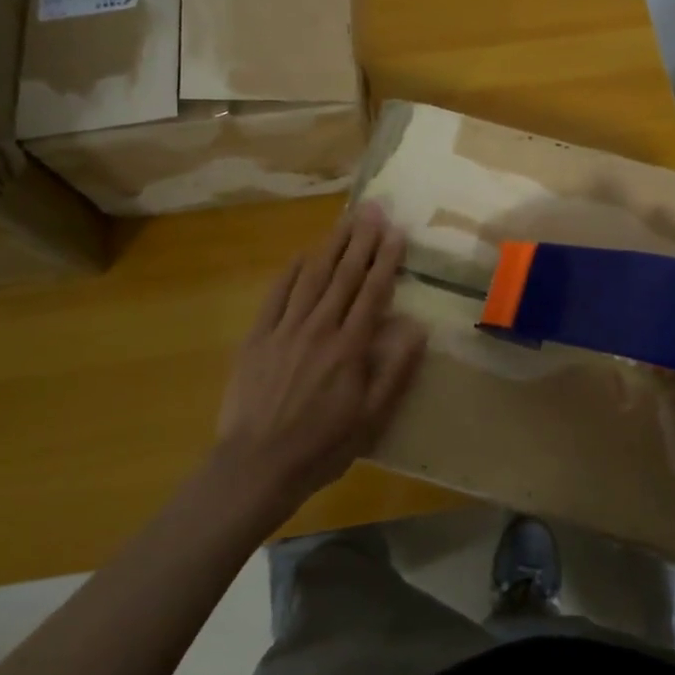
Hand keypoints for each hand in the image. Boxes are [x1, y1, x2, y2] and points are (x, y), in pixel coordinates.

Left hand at [211, 205, 426, 517]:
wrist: (256, 465)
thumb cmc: (322, 446)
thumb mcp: (372, 419)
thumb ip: (395, 371)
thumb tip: (418, 327)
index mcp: (350, 347)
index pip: (372, 292)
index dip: (386, 259)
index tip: (396, 231)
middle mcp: (319, 328)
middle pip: (344, 275)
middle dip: (361, 240)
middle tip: (373, 209)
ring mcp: (285, 329)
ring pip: (312, 277)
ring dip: (331, 246)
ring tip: (346, 220)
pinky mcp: (258, 337)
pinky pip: (277, 294)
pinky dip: (292, 271)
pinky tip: (304, 255)